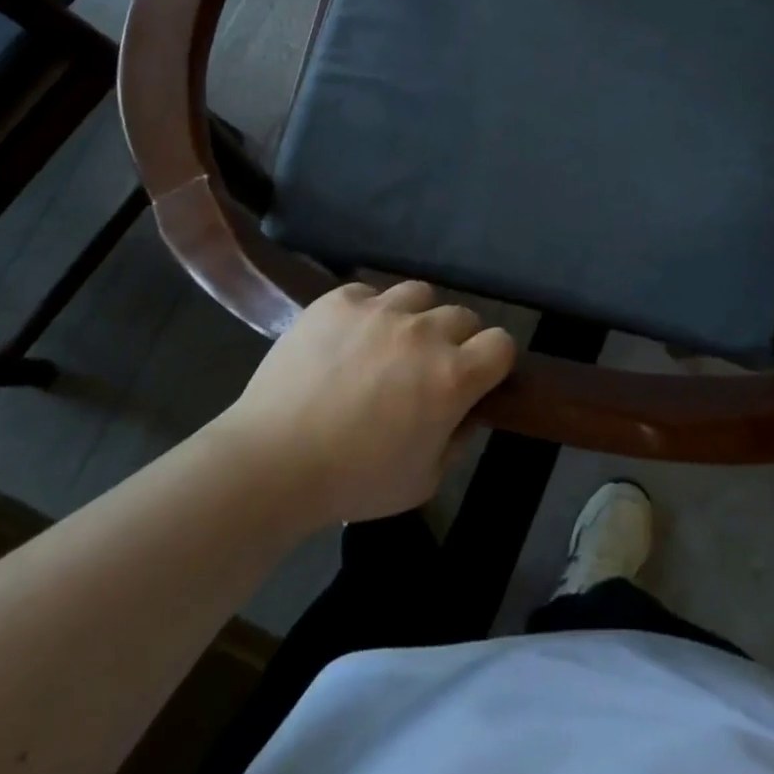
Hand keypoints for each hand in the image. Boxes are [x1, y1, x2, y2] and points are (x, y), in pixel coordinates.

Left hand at [221, 281, 514, 525]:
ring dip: (416, 318)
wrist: (272, 461)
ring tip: (389, 344)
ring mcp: (379, 309)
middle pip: (463, 316)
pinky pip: (369, 292)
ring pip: (419, 294)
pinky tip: (349, 338)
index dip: (494, 362)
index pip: (502, 344)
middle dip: (456, 341)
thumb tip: (465, 411)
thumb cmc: (353, 481)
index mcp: (452, 376)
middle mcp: (423, 332)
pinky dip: (368, 312)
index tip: (477, 380)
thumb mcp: (424, 480)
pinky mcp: (339, 300)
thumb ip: (457, 440)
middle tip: (428, 369)